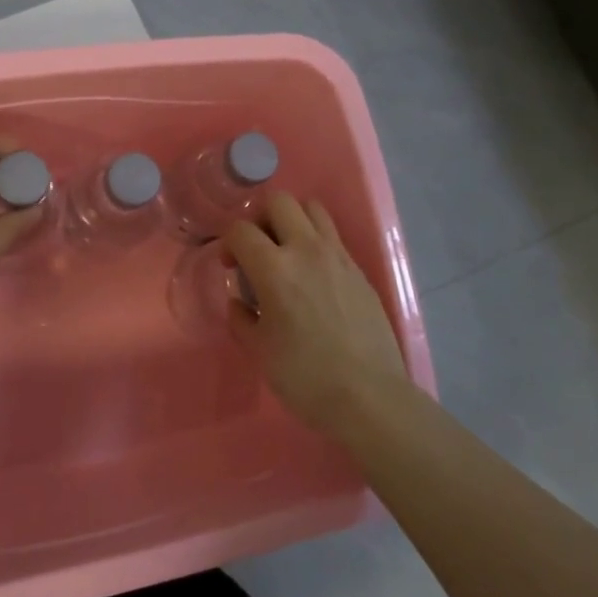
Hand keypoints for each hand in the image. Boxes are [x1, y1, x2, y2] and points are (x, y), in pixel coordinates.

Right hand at [223, 192, 413, 438]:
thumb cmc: (304, 376)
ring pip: (312, 209)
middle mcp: (306, 250)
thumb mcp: (259, 350)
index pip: (241, 229)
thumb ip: (241, 318)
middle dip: (260, 217)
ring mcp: (338, 256)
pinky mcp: (359, 270)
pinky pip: (333, 236)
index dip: (228, 242)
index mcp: (274, 269)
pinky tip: (314, 276)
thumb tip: (241, 301)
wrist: (369, 395)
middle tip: (257, 247)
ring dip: (293, 220)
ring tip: (287, 251)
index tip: (231, 267)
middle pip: (279, 201)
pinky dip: (316, 242)